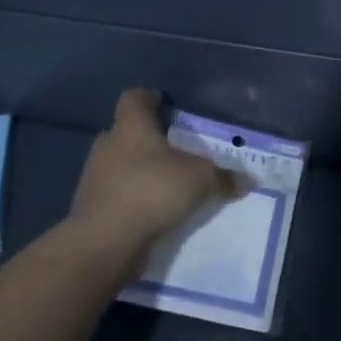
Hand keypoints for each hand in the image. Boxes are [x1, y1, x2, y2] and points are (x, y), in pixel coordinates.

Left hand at [65, 90, 241, 259]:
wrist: (104, 243)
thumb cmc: (152, 191)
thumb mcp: (200, 179)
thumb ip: (223, 177)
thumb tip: (247, 180)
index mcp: (131, 127)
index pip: (134, 98)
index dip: (150, 98)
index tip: (167, 105)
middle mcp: (108, 146)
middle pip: (127, 132)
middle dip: (150, 139)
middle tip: (177, 149)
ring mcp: (95, 178)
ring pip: (121, 165)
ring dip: (140, 171)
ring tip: (169, 184)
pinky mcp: (93, 208)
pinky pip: (117, 194)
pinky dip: (134, 199)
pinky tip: (155, 212)